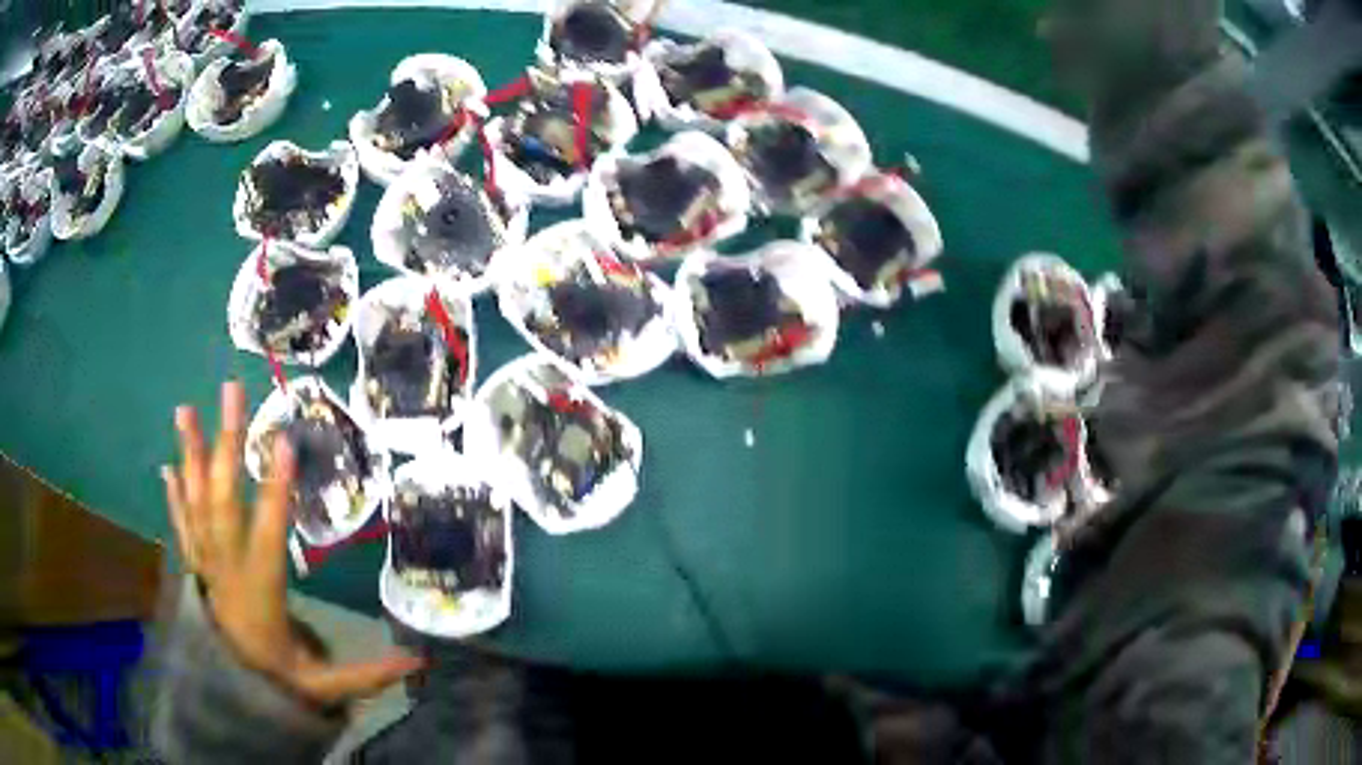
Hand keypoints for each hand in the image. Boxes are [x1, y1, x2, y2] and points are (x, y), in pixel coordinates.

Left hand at [162, 381, 423, 706]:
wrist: (228, 697)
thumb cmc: (277, 682)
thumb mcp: (324, 687)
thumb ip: (366, 672)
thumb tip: (419, 660)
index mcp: (259, 590)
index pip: (267, 534)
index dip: (276, 490)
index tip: (284, 441)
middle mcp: (226, 568)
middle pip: (223, 501)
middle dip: (226, 445)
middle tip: (230, 392)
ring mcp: (205, 563)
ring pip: (195, 502)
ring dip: (189, 455)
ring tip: (184, 409)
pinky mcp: (195, 566)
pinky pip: (181, 525)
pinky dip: (174, 495)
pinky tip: (168, 465)